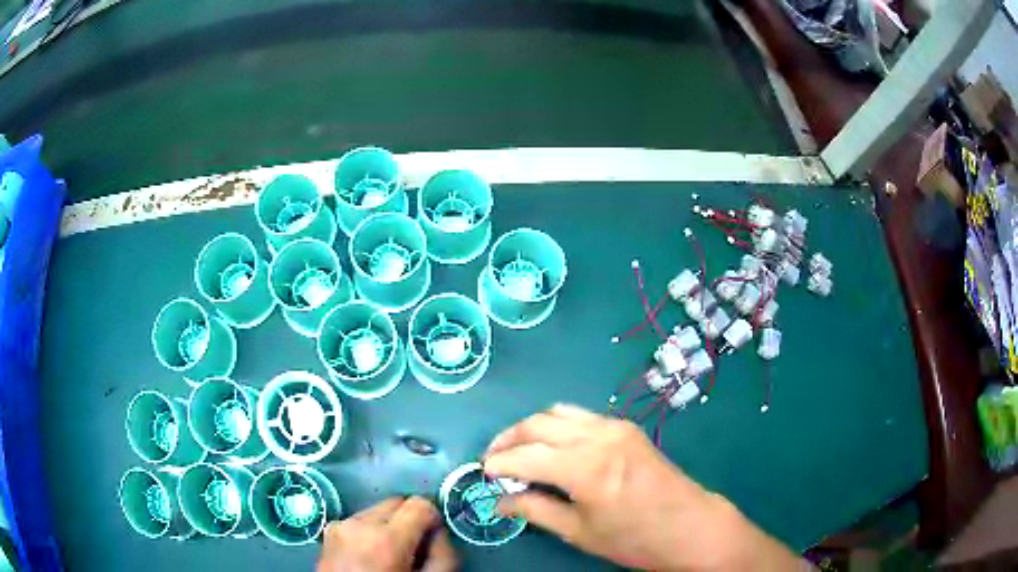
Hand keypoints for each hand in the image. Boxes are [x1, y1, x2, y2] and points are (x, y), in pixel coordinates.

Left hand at [317, 496, 457, 571]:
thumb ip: (443, 554)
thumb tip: (439, 532)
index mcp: (387, 539)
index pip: (420, 504)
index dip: (432, 519)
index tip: (433, 538)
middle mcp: (360, 525)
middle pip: (397, 503)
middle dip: (409, 521)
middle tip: (413, 549)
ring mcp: (340, 525)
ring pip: (377, 510)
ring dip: (388, 527)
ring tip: (389, 556)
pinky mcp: (329, 530)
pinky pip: (358, 520)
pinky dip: (369, 532)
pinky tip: (370, 556)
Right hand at [484, 405, 804, 570]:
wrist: (690, 526)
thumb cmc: (634, 538)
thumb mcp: (579, 532)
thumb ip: (535, 510)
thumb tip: (500, 500)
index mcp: (584, 466)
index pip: (524, 455)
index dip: (498, 463)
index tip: (484, 474)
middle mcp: (597, 436)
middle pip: (537, 423)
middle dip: (508, 439)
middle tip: (494, 460)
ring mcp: (615, 426)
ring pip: (558, 412)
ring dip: (532, 428)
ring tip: (519, 451)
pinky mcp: (626, 427)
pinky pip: (581, 416)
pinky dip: (557, 426)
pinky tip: (553, 447)